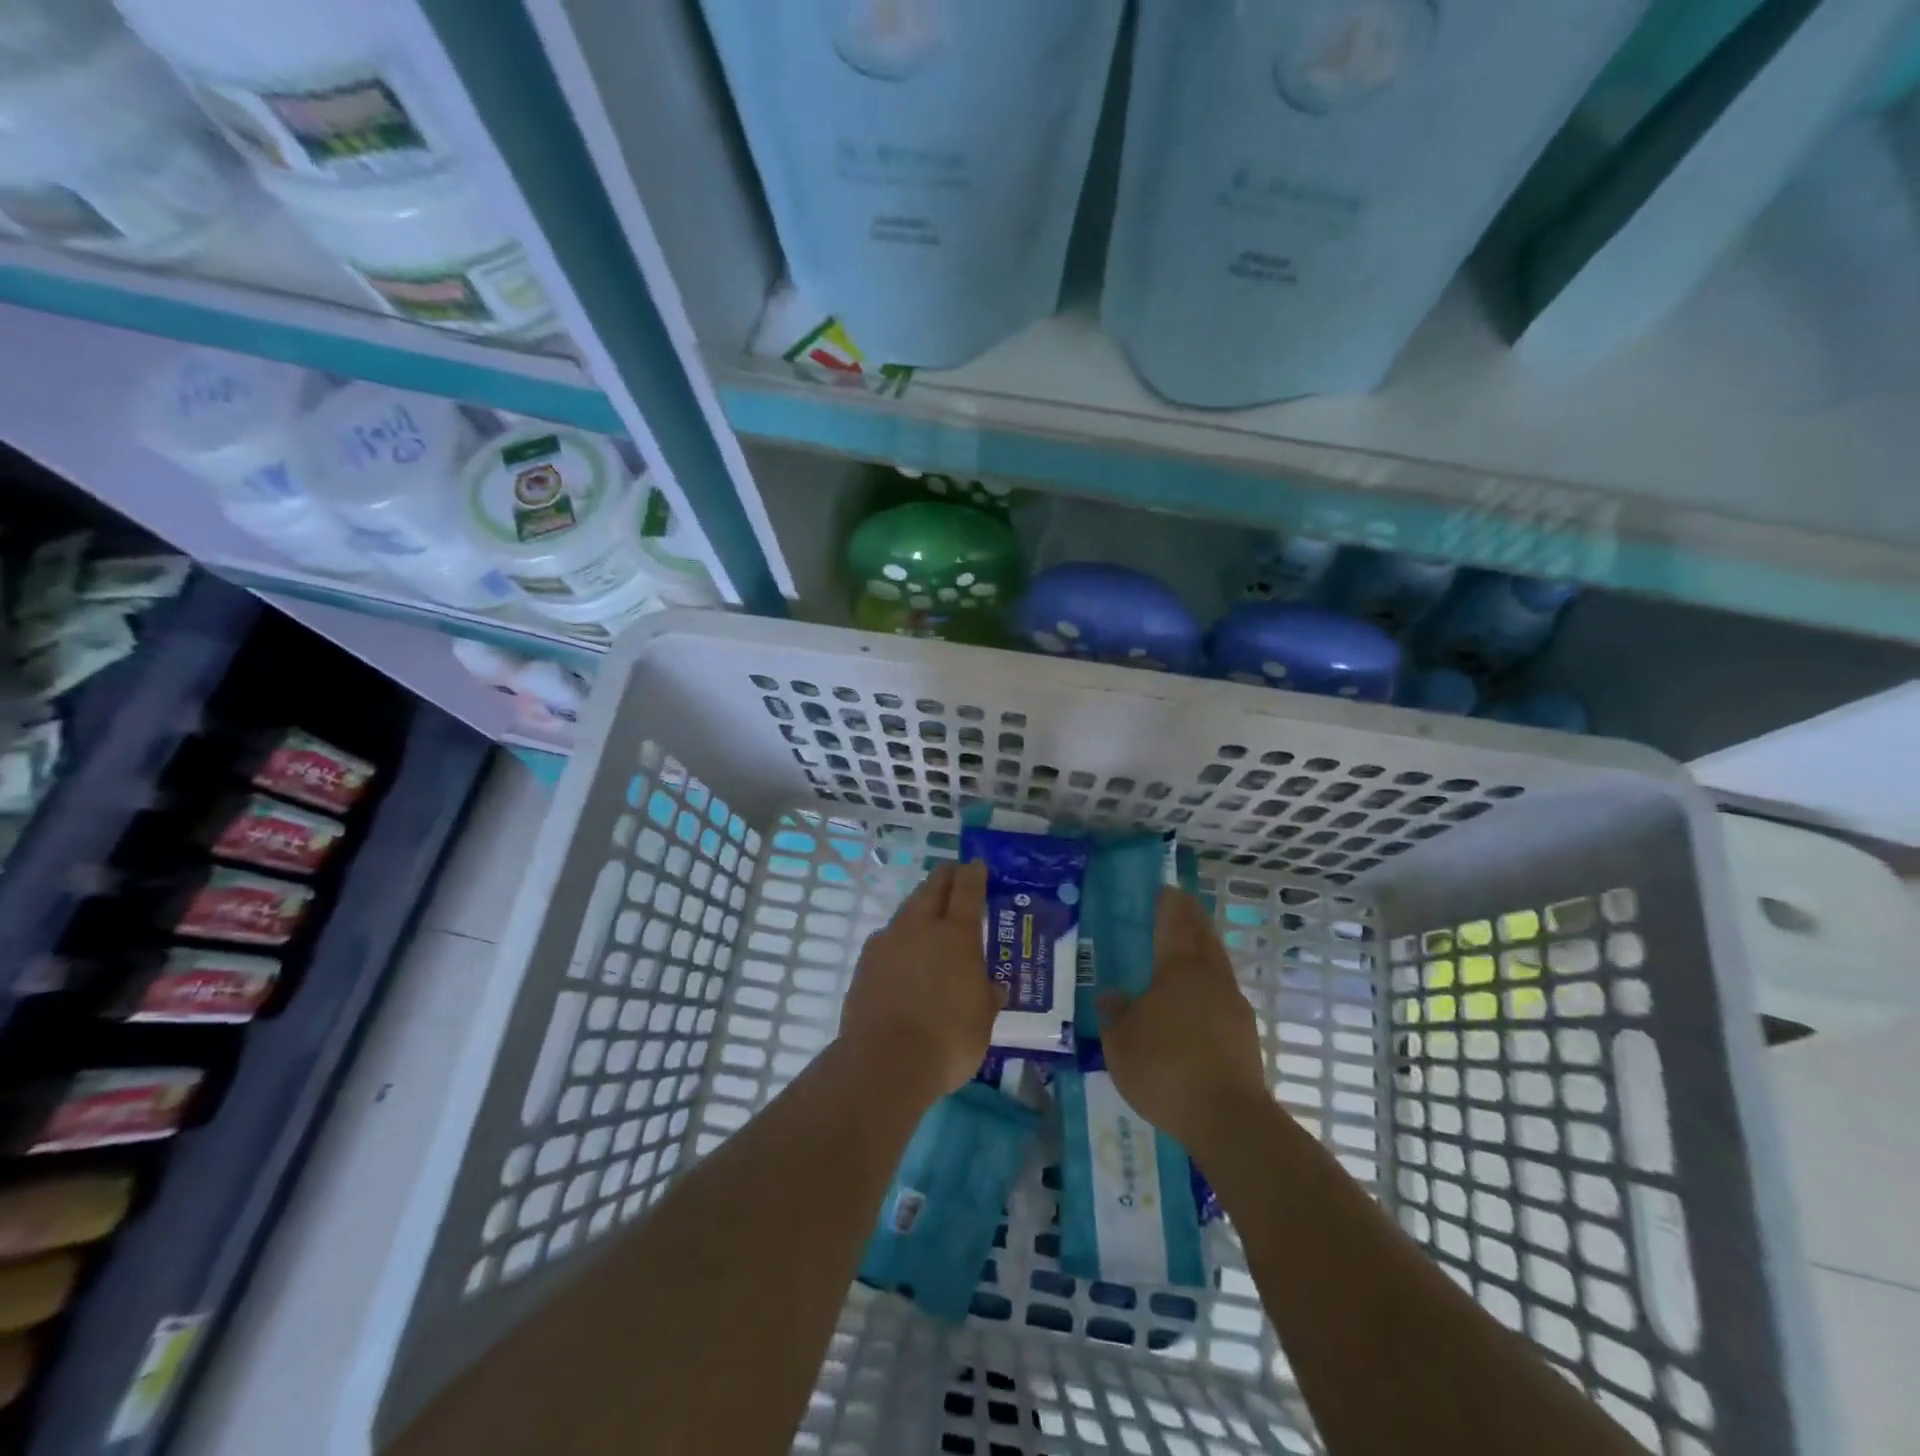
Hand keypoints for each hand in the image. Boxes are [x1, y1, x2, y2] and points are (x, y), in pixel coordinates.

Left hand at [838, 860, 1002, 1105]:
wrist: (884, 1062)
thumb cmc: (948, 1039)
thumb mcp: (983, 1021)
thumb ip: (987, 997)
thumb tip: (994, 987)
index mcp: (956, 935)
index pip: (967, 890)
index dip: (973, 874)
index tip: (975, 864)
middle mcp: (920, 927)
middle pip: (931, 889)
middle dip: (943, 878)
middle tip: (951, 873)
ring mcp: (887, 942)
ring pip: (906, 911)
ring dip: (919, 906)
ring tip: (926, 914)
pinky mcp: (865, 963)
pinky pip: (887, 939)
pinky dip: (899, 938)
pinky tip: (902, 953)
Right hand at [1095, 888, 1268, 1153]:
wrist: (1228, 1119)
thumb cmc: (1165, 1068)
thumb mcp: (1120, 1042)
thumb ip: (1115, 1013)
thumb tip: (1111, 994)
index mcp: (1179, 968)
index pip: (1175, 922)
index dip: (1169, 903)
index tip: (1165, 889)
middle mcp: (1210, 977)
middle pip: (1204, 936)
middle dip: (1192, 918)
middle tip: (1179, 907)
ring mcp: (1233, 1005)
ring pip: (1218, 964)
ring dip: (1205, 949)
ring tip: (1188, 951)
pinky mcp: (1246, 1034)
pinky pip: (1224, 994)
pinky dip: (1211, 985)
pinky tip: (1198, 1002)